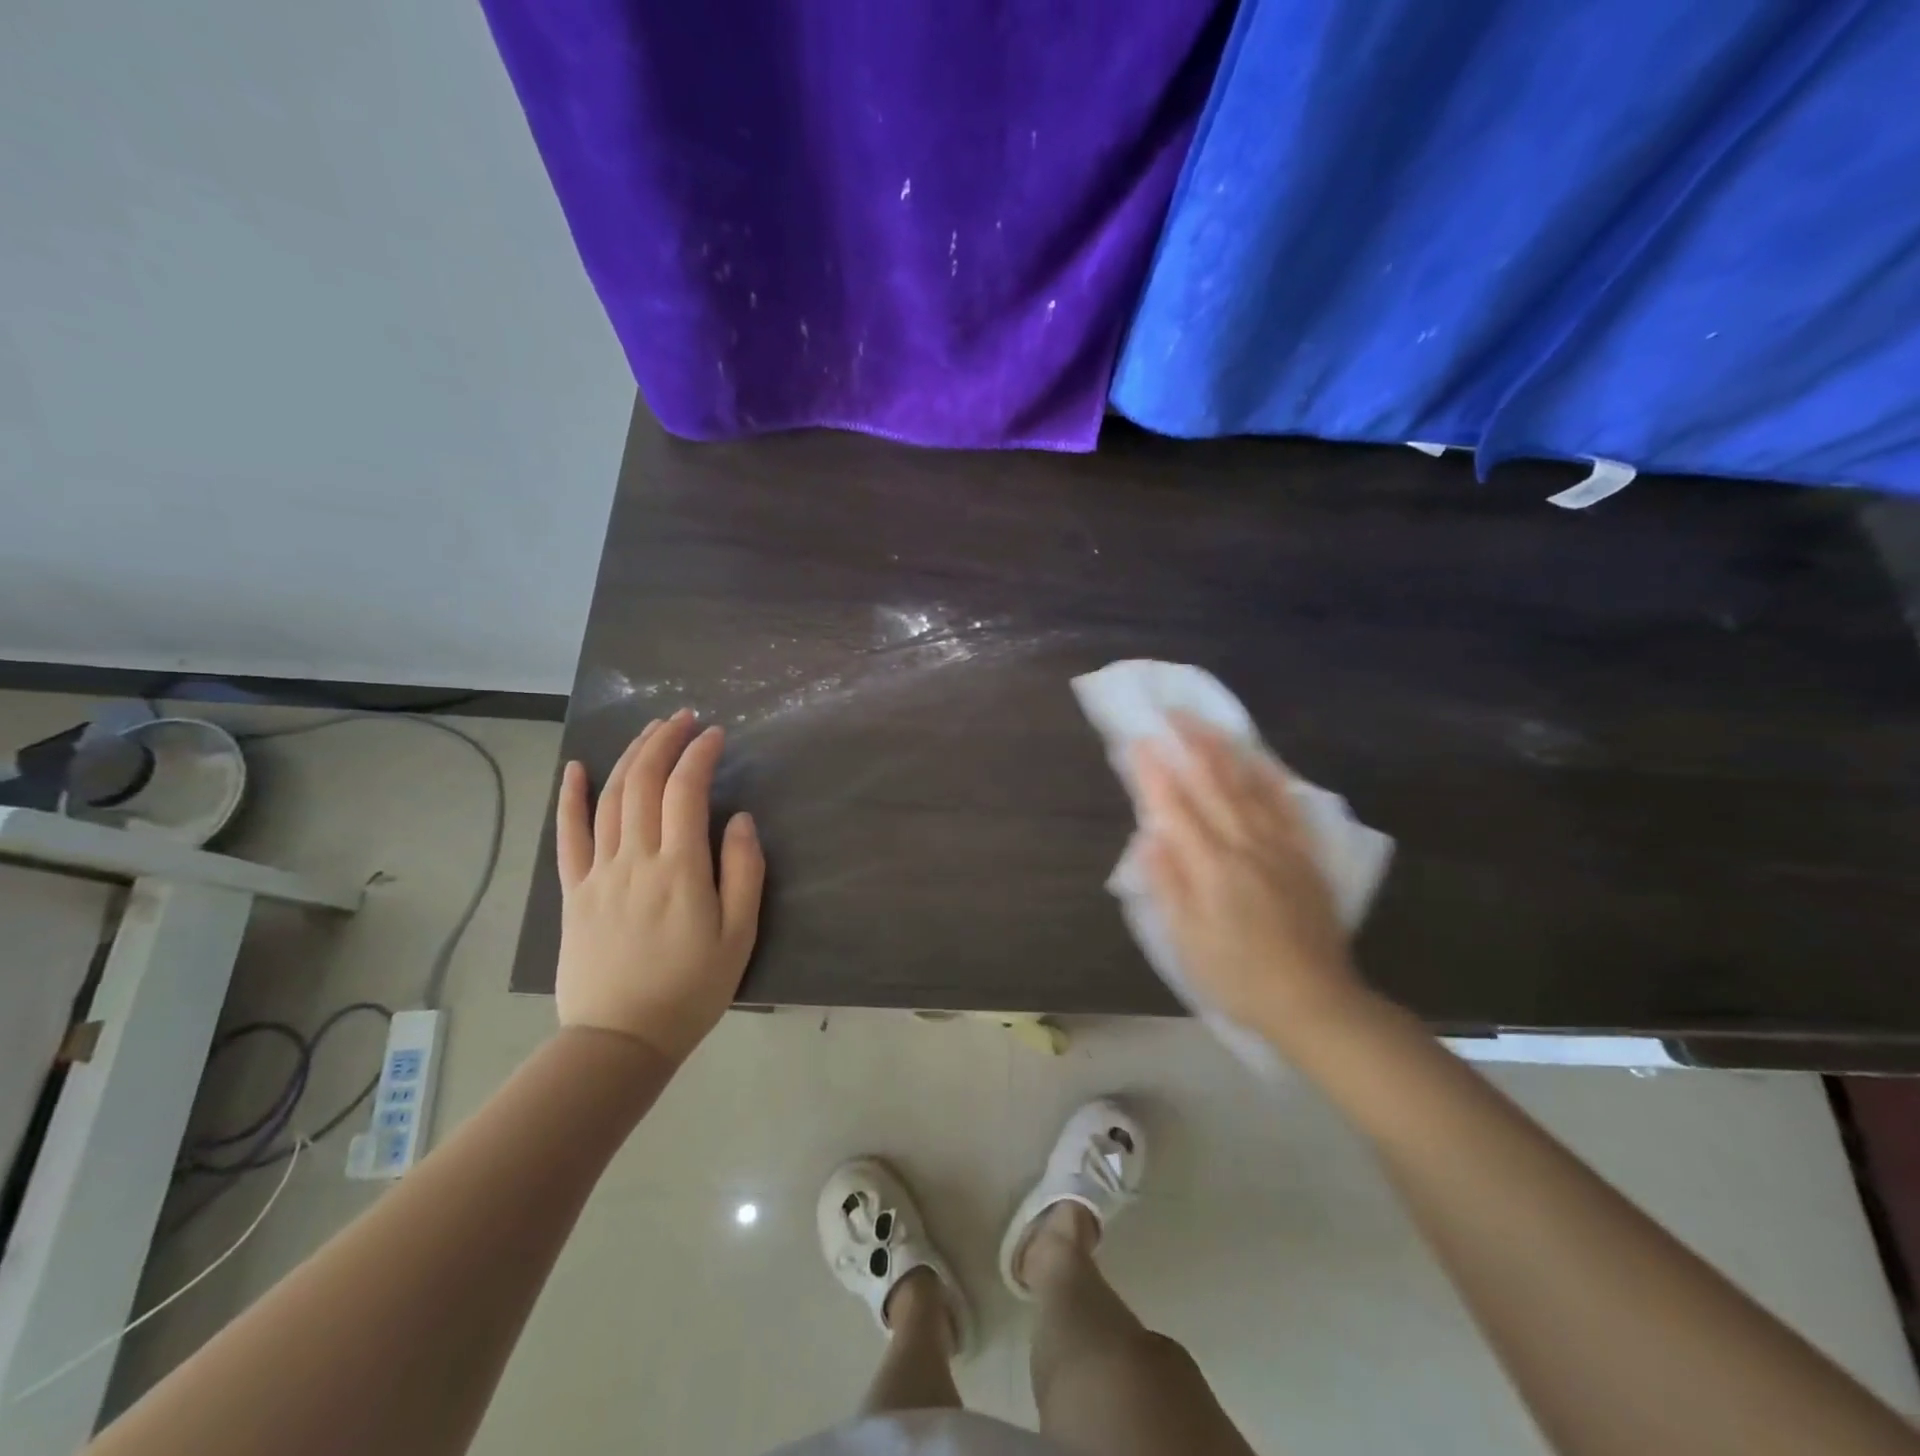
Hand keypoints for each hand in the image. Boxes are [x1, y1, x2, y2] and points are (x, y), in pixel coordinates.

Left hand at [553, 710, 764, 1063]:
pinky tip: (575, 768)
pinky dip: (570, 798)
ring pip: (609, 798)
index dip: (700, 755)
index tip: (717, 734)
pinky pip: (568, 836)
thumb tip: (738, 818)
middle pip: (643, 782)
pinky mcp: (574, 892)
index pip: (686, 791)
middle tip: (684, 717)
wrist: (620, 1041)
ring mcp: (599, 873)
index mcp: (679, 869)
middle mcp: (635, 859)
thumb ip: (743, 871)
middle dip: (664, 741)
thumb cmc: (691, 989)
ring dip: (629, 757)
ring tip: (650, 731)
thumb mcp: (739, 935)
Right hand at [1131, 715, 1368, 1050]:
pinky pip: (1288, 805)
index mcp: (1211, 868)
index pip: (1175, 808)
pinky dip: (1271, 777)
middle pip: (1214, 784)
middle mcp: (1246, 846)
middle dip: (1189, 745)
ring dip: (1225, 750)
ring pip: (1250, 786)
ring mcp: (1280, 847)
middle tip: (1170, 714)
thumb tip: (1150, 837)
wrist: (1313, 1002)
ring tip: (1206, 724)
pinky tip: (1260, 760)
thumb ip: (1168, 886)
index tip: (1137, 741)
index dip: (1154, 773)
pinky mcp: (1305, 856)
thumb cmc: (1237, 976)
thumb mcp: (1187, 942)